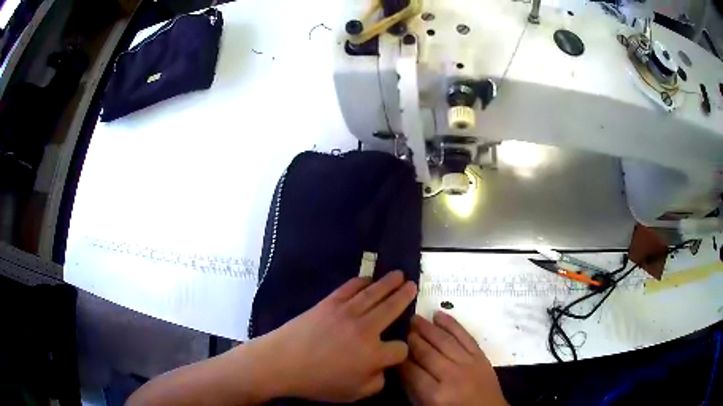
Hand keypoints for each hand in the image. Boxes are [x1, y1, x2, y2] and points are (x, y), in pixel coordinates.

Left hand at [252, 270, 416, 402]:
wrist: (282, 362)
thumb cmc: (317, 382)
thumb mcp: (353, 394)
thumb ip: (377, 383)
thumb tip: (383, 368)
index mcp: (373, 355)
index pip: (400, 349)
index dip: (401, 351)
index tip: (396, 352)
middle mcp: (366, 329)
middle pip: (392, 308)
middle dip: (405, 297)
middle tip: (413, 286)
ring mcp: (347, 312)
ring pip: (374, 293)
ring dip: (389, 283)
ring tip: (399, 275)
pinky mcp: (330, 303)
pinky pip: (350, 288)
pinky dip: (362, 281)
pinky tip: (369, 279)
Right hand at [400, 312, 507, 405]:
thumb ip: (413, 389)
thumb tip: (402, 366)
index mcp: (436, 395)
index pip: (412, 371)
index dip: (400, 358)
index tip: (391, 347)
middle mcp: (452, 376)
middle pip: (428, 353)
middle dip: (412, 339)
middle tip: (402, 326)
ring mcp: (469, 364)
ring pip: (445, 341)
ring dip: (428, 328)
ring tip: (416, 318)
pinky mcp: (481, 356)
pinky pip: (465, 336)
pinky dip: (452, 324)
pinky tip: (439, 315)